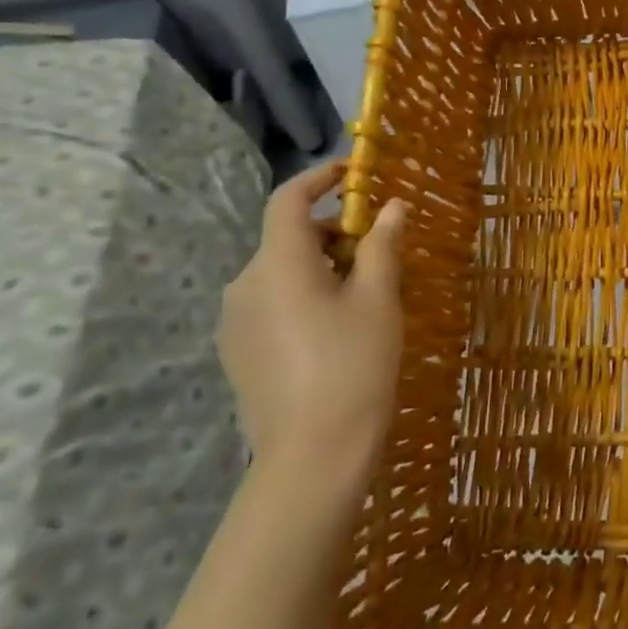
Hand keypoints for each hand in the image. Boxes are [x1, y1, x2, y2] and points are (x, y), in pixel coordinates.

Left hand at [218, 161, 406, 479]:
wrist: (313, 455)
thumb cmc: (354, 365)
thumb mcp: (378, 298)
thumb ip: (381, 245)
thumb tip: (392, 207)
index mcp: (277, 265)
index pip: (288, 200)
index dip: (319, 178)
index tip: (353, 173)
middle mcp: (244, 285)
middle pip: (288, 238)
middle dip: (333, 231)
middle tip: (379, 247)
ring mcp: (236, 322)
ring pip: (281, 271)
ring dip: (321, 264)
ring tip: (365, 289)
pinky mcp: (237, 351)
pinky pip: (272, 302)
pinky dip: (304, 293)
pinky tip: (337, 324)